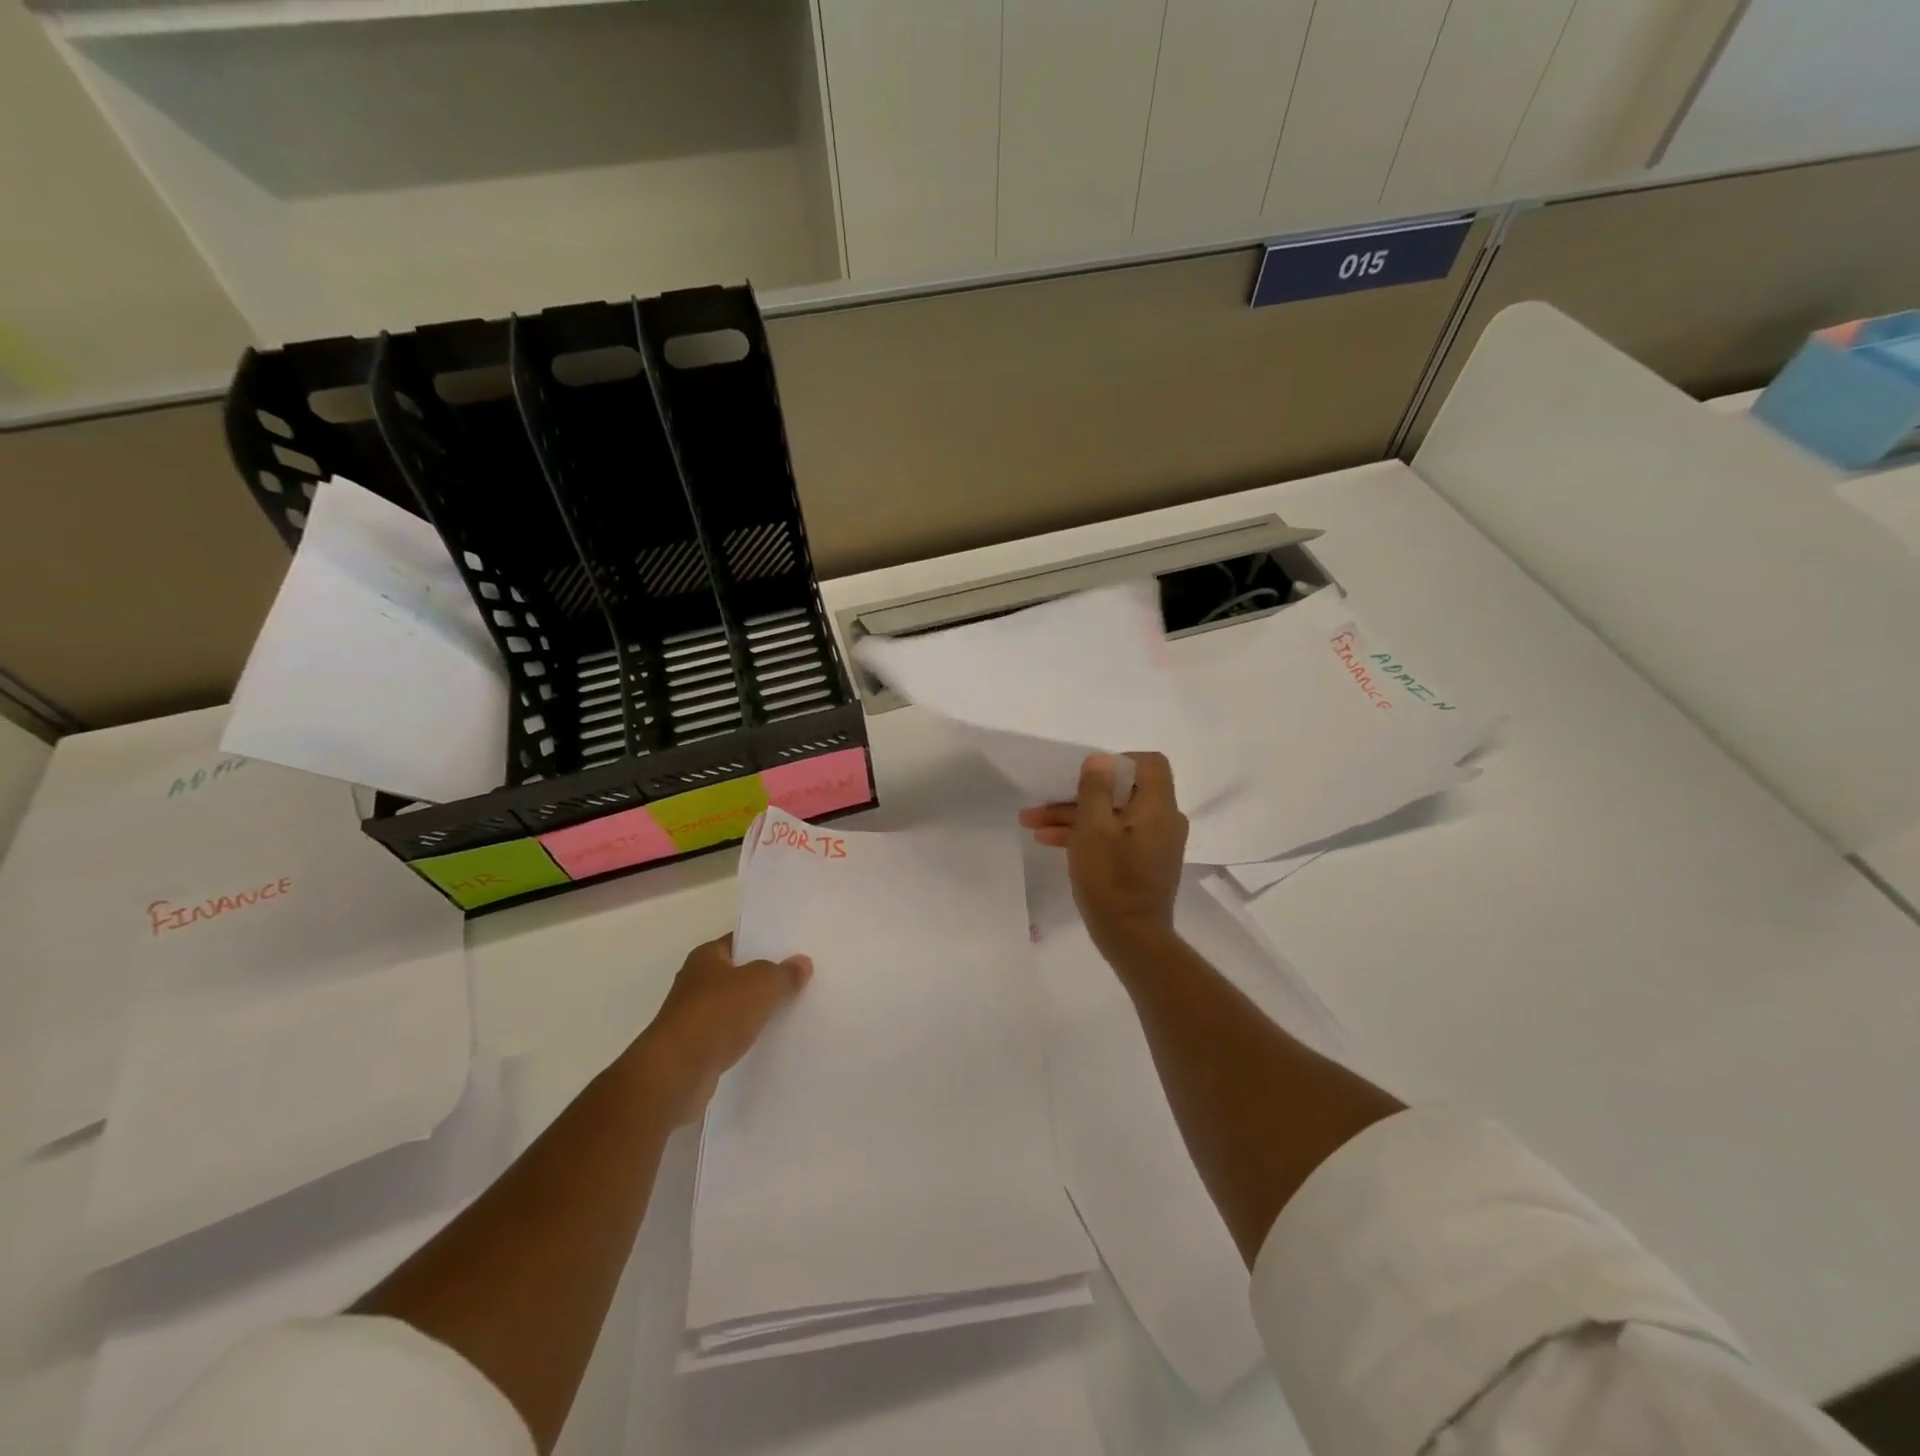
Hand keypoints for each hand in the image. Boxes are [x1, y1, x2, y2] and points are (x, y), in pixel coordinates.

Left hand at [628, 934, 812, 1123]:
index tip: (793, 948)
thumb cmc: (716, 1014)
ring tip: (793, 1010)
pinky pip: (730, 1036)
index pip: (738, 941)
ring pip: (734, 1007)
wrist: (676, 1074)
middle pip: (738, 975)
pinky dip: (746, 1037)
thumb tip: (802, 962)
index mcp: (705, 957)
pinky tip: (771, 1041)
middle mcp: (696, 983)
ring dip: (756, 1010)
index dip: (764, 943)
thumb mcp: (761, 984)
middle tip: (801, 978)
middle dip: (765, 978)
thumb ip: (784, 972)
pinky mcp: (697, 1051)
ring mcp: (694, 1018)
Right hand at [1018, 752, 1186, 953]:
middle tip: (1043, 802)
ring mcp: (1154, 843)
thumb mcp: (1092, 828)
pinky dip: (1088, 835)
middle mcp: (1163, 820)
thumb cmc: (1110, 878)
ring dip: (1074, 816)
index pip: (1150, 763)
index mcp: (1158, 806)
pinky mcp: (1144, 862)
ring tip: (1032, 823)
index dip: (1118, 762)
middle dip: (1079, 795)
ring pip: (1113, 816)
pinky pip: (1116, 836)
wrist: (1131, 937)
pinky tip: (1050, 841)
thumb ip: (1095, 789)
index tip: (1088, 777)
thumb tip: (1100, 759)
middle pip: (1123, 791)